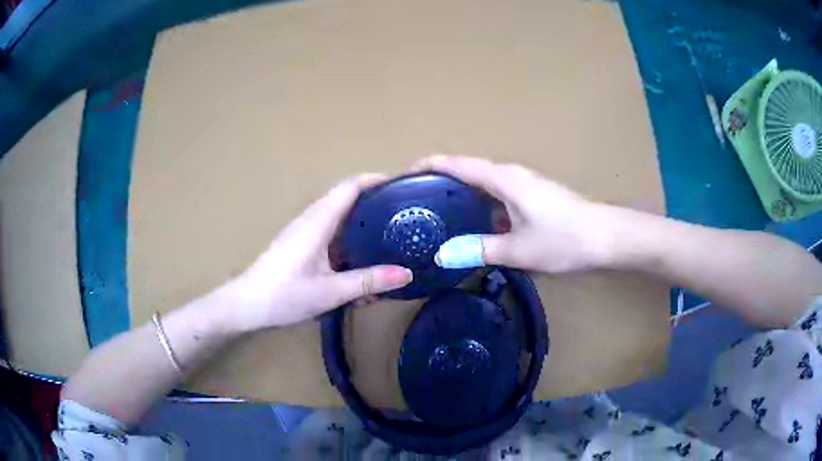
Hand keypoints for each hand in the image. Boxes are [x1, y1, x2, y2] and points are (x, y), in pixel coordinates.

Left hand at [224, 174, 412, 330]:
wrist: (245, 305)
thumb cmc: (284, 294)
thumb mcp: (330, 291)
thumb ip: (368, 281)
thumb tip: (407, 273)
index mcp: (318, 221)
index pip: (350, 187)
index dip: (375, 180)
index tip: (401, 186)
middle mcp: (311, 220)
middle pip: (346, 199)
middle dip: (374, 202)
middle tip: (402, 214)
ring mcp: (303, 232)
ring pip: (338, 218)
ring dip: (360, 223)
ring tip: (387, 236)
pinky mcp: (299, 246)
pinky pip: (329, 234)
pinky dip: (348, 241)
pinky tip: (359, 262)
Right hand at [413, 155, 610, 273]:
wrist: (607, 237)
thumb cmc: (564, 239)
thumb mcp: (519, 250)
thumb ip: (479, 250)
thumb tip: (442, 255)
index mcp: (503, 179)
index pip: (457, 164)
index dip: (429, 165)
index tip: (403, 174)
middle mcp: (511, 175)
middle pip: (468, 171)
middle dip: (440, 182)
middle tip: (415, 202)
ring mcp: (524, 185)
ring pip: (484, 185)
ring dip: (462, 196)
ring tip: (437, 215)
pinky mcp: (534, 197)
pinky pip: (498, 197)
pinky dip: (481, 207)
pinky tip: (475, 227)